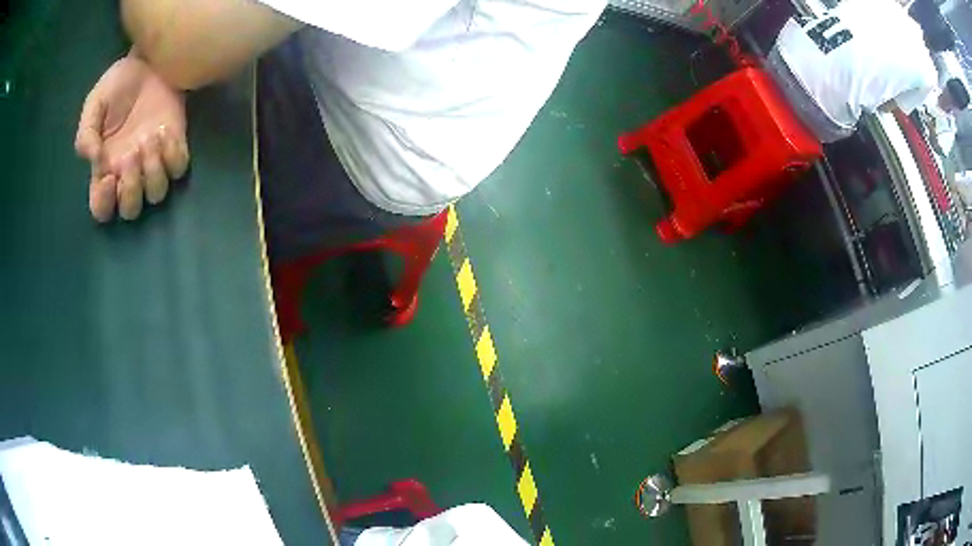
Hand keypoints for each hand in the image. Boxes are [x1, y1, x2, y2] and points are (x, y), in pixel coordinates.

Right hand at [75, 55, 189, 221]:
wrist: (151, 59)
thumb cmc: (119, 83)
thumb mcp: (94, 104)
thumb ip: (86, 134)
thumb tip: (93, 161)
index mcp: (104, 169)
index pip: (102, 209)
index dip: (104, 204)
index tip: (109, 178)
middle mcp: (128, 173)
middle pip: (131, 210)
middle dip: (131, 190)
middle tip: (131, 154)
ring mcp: (153, 161)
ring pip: (156, 194)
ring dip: (153, 172)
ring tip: (150, 138)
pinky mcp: (175, 145)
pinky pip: (178, 170)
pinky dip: (173, 158)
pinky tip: (166, 134)